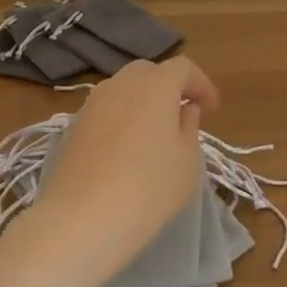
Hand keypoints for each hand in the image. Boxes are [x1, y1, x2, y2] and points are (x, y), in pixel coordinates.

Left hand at [27, 57, 219, 286]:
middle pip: (149, 72)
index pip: (182, 68)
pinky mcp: (74, 127)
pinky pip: (106, 111)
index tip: (212, 109)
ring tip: (155, 133)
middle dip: (169, 87)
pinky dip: (122, 118)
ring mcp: (92, 104)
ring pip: (123, 89)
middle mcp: (120, 84)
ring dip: (143, 102)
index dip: (201, 84)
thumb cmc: (149, 188)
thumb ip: (190, 128)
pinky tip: (127, 148)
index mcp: (155, 86)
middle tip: (183, 114)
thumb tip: (185, 110)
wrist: (82, 218)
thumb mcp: (188, 161)